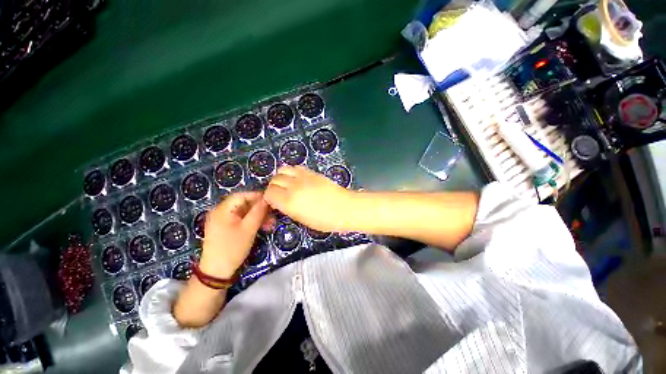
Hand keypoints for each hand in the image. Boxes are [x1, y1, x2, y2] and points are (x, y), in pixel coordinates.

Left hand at [199, 192, 269, 278]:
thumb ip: (258, 211)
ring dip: (258, 216)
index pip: (242, 195)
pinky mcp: (225, 228)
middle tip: (273, 214)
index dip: (258, 196)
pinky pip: (241, 220)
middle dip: (260, 208)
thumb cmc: (232, 248)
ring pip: (244, 212)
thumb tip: (267, 198)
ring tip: (270, 223)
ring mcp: (222, 220)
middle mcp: (221, 211)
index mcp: (223, 209)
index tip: (272, 201)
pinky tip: (262, 226)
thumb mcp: (249, 229)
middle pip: (244, 203)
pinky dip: (252, 222)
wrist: (216, 273)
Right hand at [264, 166, 354, 231]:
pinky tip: (298, 179)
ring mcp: (303, 177)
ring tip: (288, 184)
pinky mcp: (311, 171)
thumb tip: (280, 201)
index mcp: (289, 202)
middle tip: (281, 194)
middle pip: (274, 180)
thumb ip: (288, 208)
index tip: (275, 202)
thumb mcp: (302, 219)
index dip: (270, 198)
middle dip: (274, 187)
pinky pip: (295, 167)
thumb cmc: (325, 220)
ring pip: (282, 169)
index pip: (269, 193)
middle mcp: (293, 186)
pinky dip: (292, 172)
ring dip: (281, 177)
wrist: (344, 208)